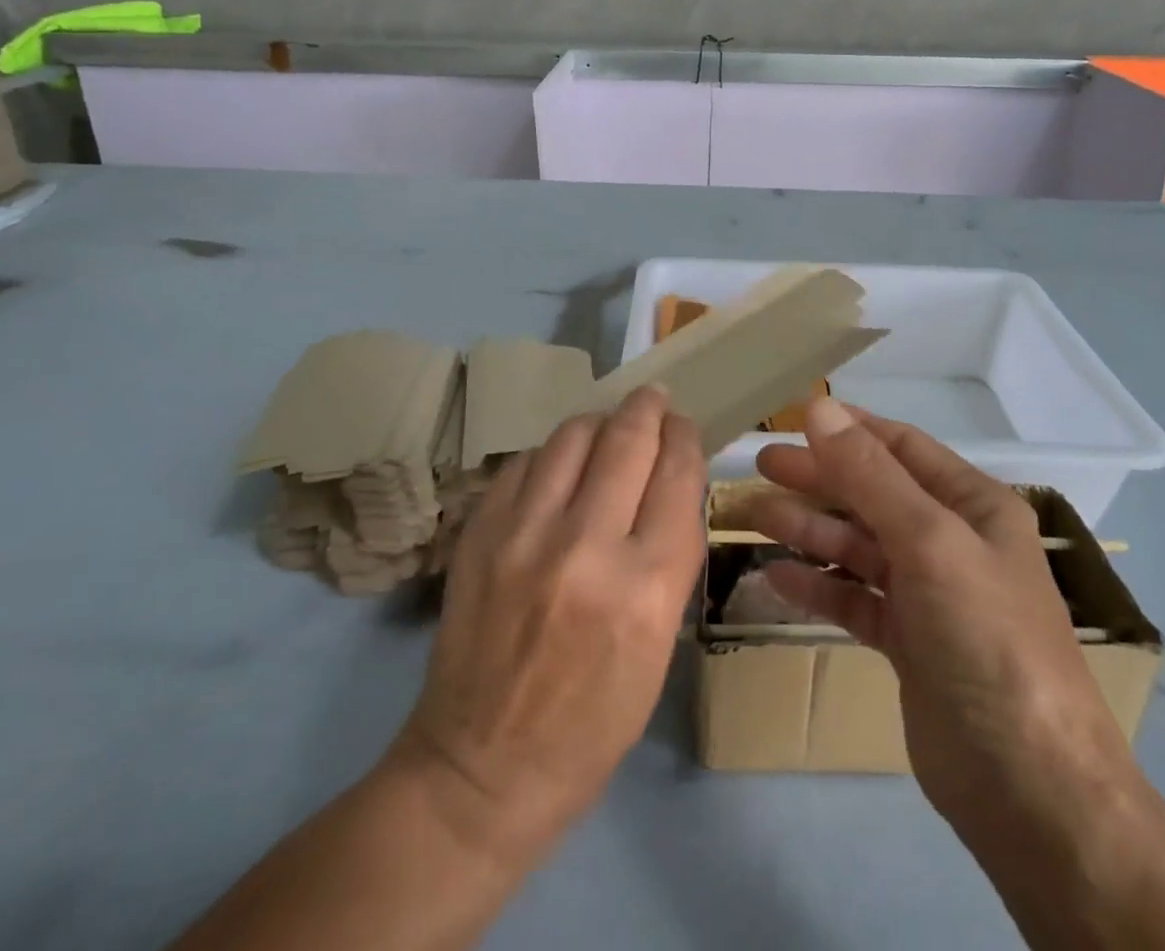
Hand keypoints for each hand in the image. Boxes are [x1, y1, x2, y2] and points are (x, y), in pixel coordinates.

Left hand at [396, 385, 706, 857]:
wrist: (483, 765)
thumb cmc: (593, 720)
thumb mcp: (660, 643)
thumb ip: (668, 554)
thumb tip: (669, 481)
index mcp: (647, 587)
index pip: (677, 475)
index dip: (685, 438)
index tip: (684, 426)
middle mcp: (587, 547)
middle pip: (627, 439)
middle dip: (647, 408)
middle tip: (653, 398)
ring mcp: (524, 534)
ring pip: (572, 436)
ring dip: (599, 421)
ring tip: (607, 425)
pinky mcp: (479, 532)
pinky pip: (524, 462)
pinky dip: (550, 455)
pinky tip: (558, 467)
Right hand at [746, 398, 1140, 848]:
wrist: (1029, 791)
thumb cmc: (986, 640)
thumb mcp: (930, 542)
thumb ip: (870, 475)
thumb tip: (819, 409)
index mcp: (974, 507)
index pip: (903, 448)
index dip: (850, 429)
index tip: (793, 418)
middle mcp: (952, 542)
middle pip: (873, 493)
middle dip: (818, 477)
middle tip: (760, 466)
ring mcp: (930, 595)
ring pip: (859, 546)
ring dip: (809, 528)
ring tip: (753, 515)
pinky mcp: (908, 644)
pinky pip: (854, 598)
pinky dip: (818, 585)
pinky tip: (777, 577)